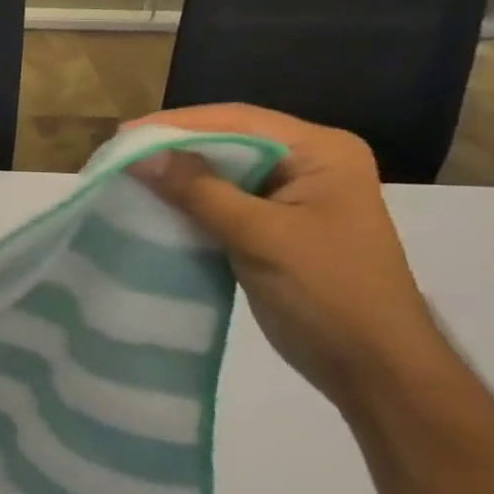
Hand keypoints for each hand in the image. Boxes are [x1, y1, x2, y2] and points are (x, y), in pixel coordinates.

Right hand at [125, 104, 442, 412]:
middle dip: (173, 146)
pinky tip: (154, 201)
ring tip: (127, 172)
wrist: (374, 372)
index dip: (177, 124)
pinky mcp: (274, 225)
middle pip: (227, 140)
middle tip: (119, 151)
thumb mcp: (260, 235)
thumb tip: (137, 154)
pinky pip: (222, 199)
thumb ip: (198, 190)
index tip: (124, 135)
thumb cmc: (328, 293)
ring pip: (221, 170)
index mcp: (321, 152)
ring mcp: (291, 195)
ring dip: (177, 173)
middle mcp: (308, 163)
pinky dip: (188, 200)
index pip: (238, 121)